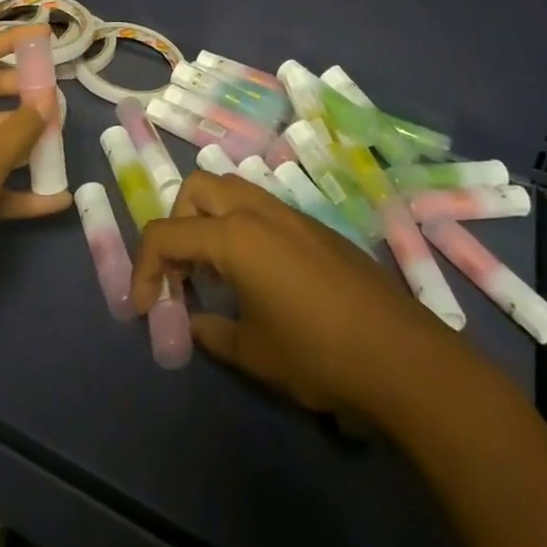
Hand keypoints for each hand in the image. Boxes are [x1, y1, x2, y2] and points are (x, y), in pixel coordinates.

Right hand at [131, 170, 476, 417]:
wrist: (402, 357)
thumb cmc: (318, 354)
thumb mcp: (253, 352)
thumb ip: (211, 332)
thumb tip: (193, 322)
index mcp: (234, 236)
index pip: (166, 234)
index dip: (144, 269)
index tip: (145, 308)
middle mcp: (258, 211)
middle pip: (196, 189)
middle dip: (176, 225)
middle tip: (182, 275)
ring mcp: (291, 215)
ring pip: (231, 190)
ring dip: (209, 220)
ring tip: (214, 273)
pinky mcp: (315, 228)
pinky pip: (262, 209)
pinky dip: (240, 228)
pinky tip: (255, 277)